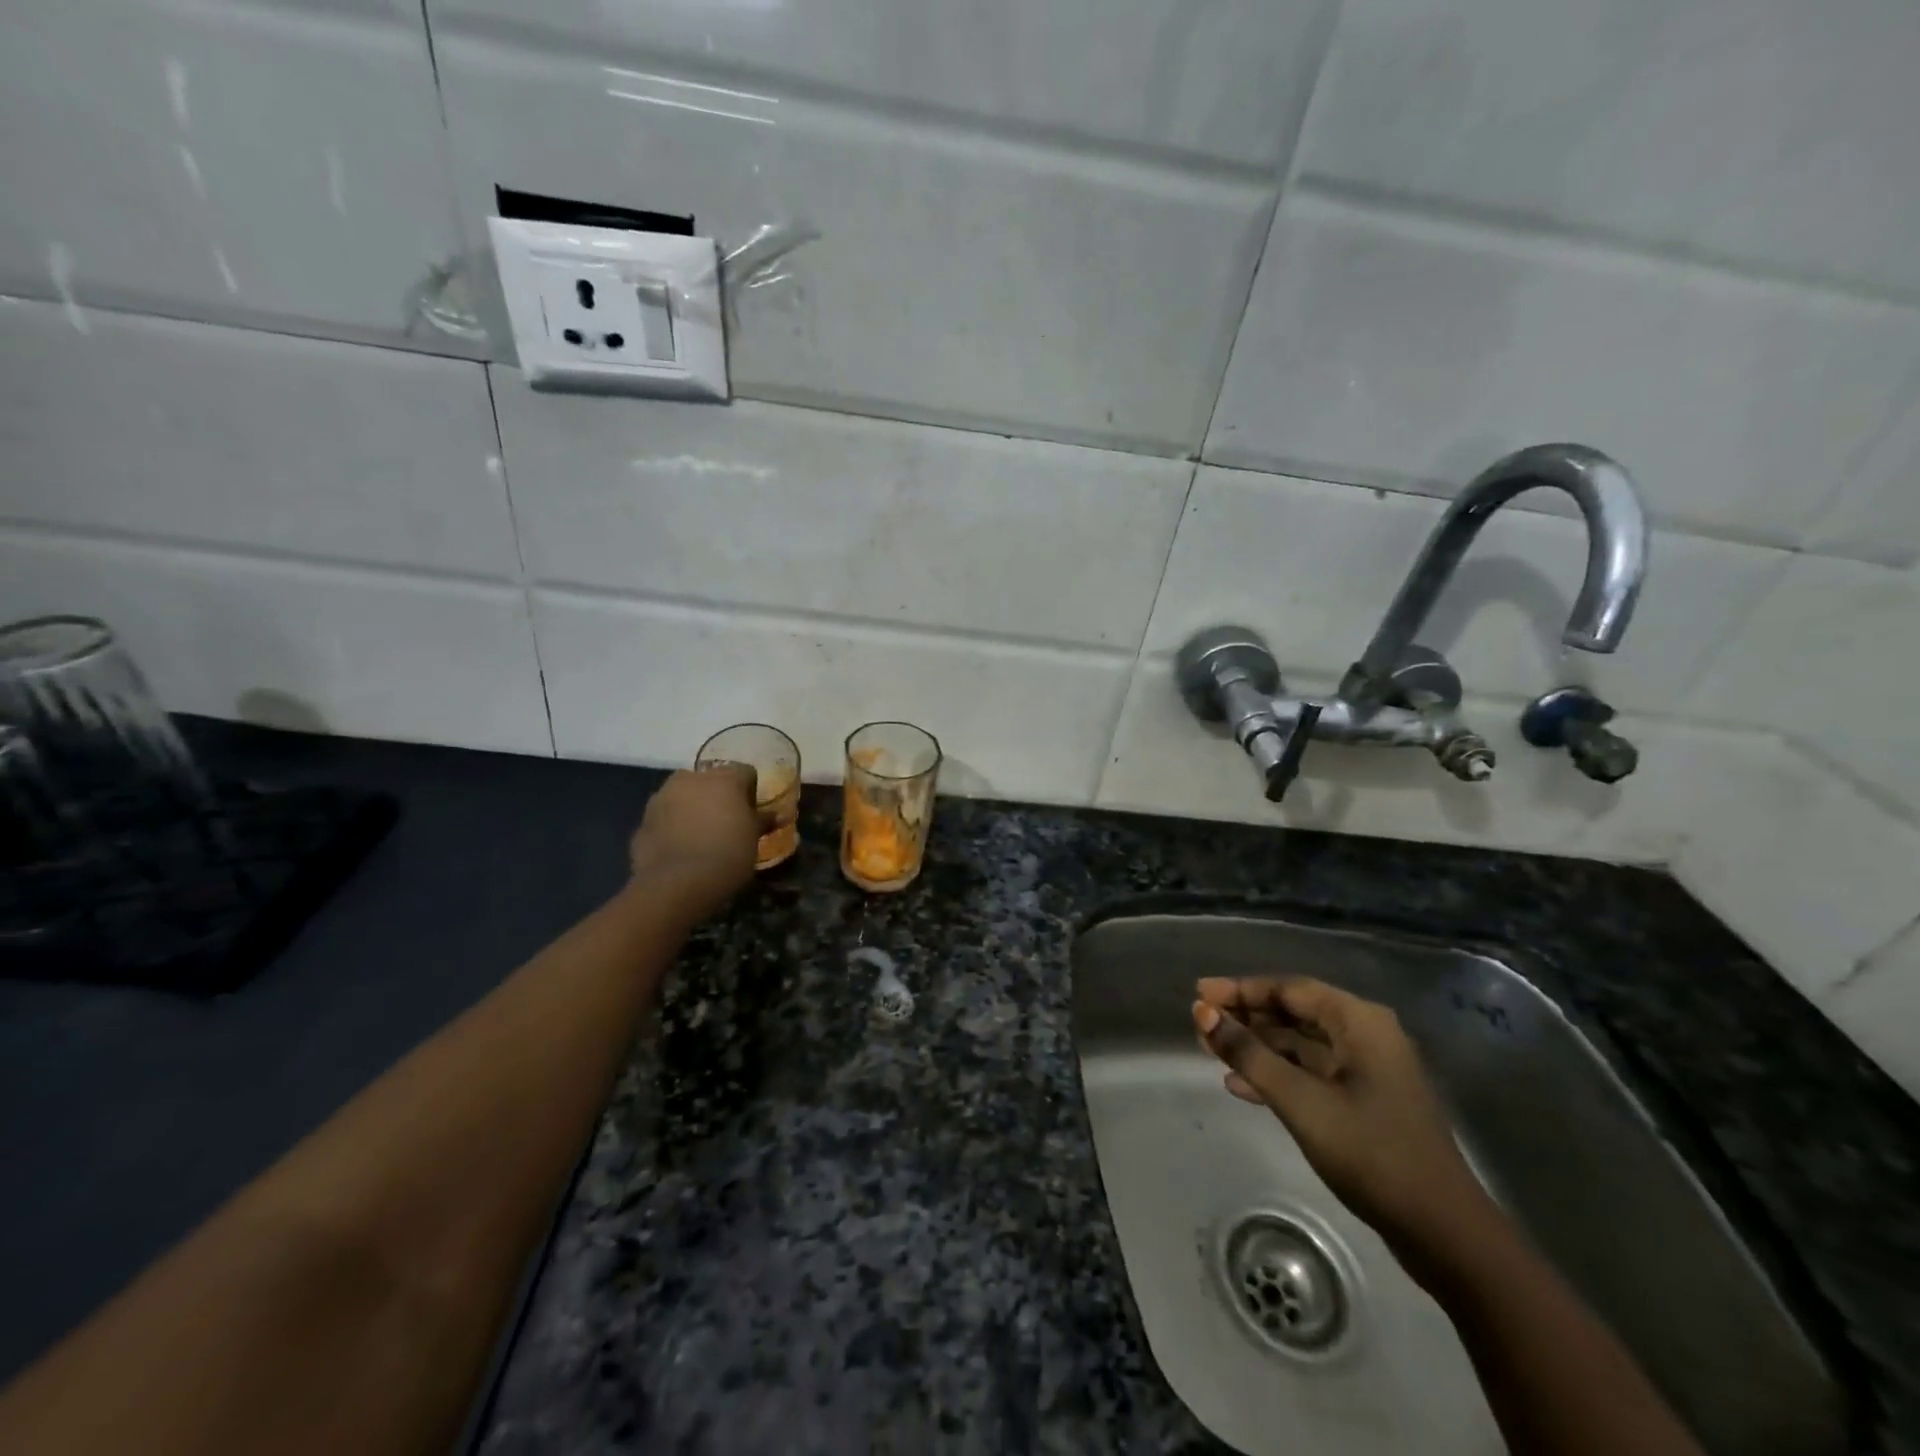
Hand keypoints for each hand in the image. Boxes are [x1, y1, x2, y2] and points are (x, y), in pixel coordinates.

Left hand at [628, 764, 763, 921]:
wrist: (677, 884)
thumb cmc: (728, 854)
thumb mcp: (754, 839)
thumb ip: (764, 821)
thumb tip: (780, 814)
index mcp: (724, 778)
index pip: (744, 772)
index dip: (750, 792)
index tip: (752, 813)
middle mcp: (691, 779)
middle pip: (709, 780)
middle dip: (717, 796)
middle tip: (726, 822)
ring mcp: (662, 797)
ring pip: (682, 796)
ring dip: (691, 808)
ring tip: (700, 836)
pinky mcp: (643, 820)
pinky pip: (664, 818)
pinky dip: (672, 827)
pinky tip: (680, 849)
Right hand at [1193, 978, 1493, 1257]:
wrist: (1443, 1233)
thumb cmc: (1372, 1153)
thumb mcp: (1301, 1101)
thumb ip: (1248, 1054)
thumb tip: (1202, 1014)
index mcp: (1359, 1022)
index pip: (1289, 989)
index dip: (1240, 990)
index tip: (1199, 994)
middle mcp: (1365, 1036)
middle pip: (1294, 1013)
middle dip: (1246, 1017)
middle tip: (1201, 1023)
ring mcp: (1367, 1071)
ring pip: (1300, 1045)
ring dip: (1256, 1046)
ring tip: (1210, 1051)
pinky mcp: (1364, 1103)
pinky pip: (1311, 1073)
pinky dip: (1277, 1075)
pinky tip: (1240, 1087)